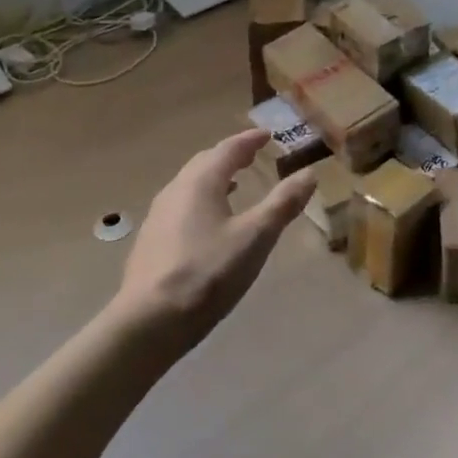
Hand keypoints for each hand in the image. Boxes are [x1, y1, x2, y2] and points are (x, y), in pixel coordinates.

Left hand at [111, 130, 316, 350]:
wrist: (149, 322)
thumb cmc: (208, 273)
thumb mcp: (255, 238)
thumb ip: (282, 204)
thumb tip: (309, 173)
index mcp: (201, 181)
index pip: (228, 148)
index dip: (249, 140)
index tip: (267, 134)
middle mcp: (176, 190)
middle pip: (205, 162)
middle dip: (230, 155)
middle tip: (251, 155)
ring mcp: (159, 216)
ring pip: (190, 184)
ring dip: (214, 178)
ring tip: (234, 184)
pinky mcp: (152, 241)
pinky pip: (181, 206)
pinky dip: (201, 200)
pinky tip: (209, 223)